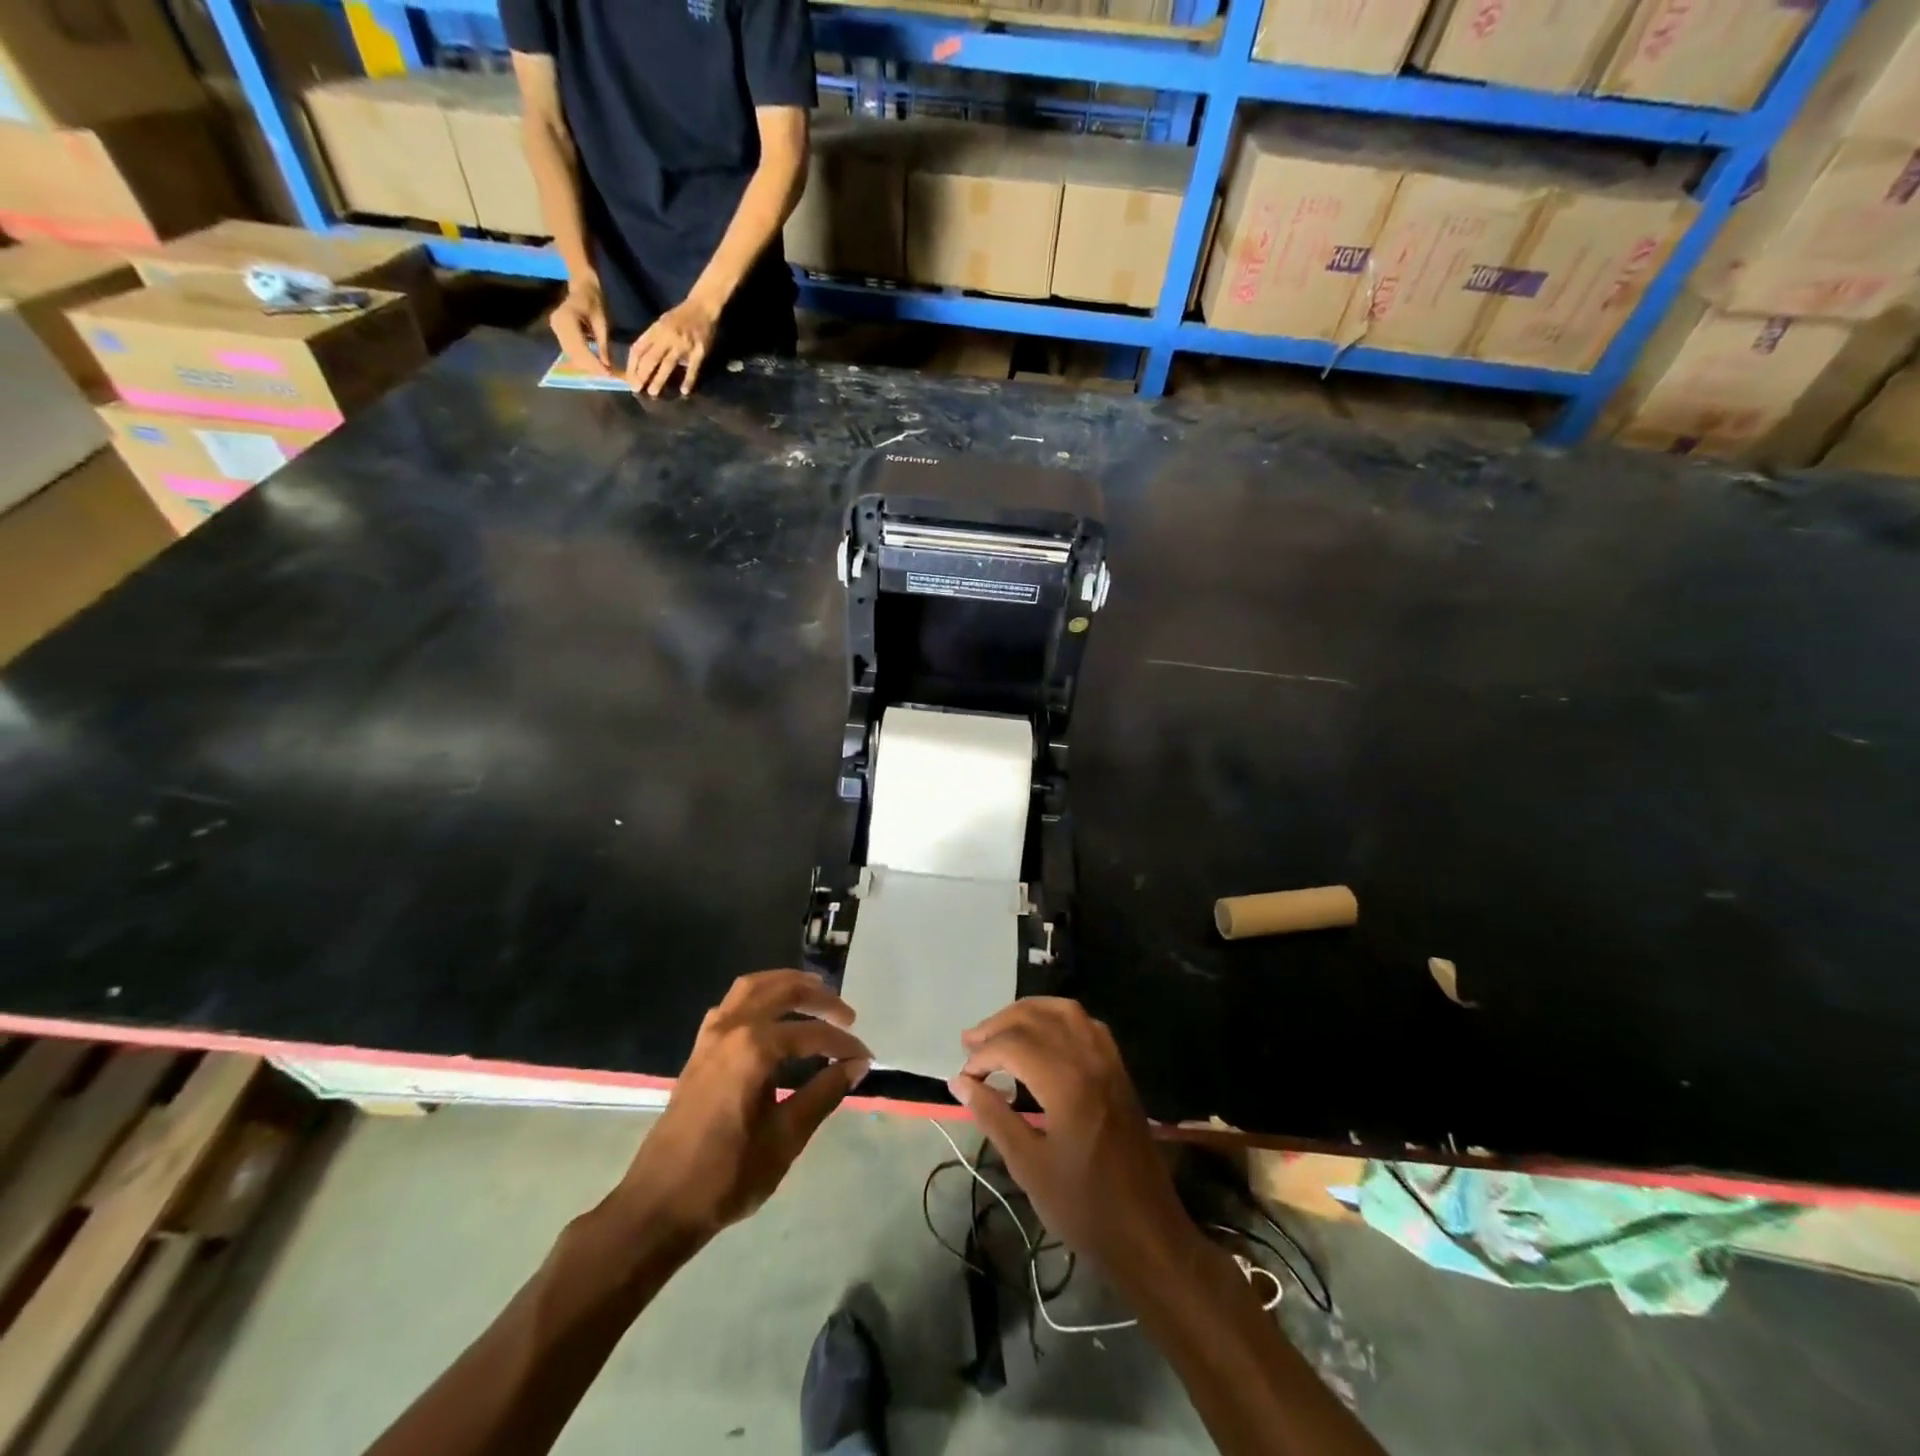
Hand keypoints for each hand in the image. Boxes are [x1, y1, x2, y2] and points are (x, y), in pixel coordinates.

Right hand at [550, 274, 611, 374]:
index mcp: (566, 318)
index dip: (594, 363)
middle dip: (591, 368)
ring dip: (587, 366)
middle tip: (608, 376)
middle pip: (574, 354)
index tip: (608, 374)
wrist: (581, 287)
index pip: (580, 348)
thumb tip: (606, 365)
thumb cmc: (594, 301)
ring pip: (571, 355)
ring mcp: (556, 329)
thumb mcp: (602, 321)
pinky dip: (583, 361)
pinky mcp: (558, 333)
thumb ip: (603, 343)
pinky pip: (570, 352)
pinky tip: (596, 365)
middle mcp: (557, 325)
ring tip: (604, 372)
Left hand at [611, 971, 869, 1243]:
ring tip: (815, 994)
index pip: (812, 1034)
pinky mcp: (699, 1048)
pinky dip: (759, 997)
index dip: (843, 1046)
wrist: (660, 1204)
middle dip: (820, 998)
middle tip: (847, 1016)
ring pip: (753, 987)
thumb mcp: (786, 1138)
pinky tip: (773, 1015)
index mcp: (755, 1049)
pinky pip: (733, 1003)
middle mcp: (732, 1029)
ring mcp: (711, 1036)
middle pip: (783, 992)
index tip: (866, 1059)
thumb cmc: (727, 1175)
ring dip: (787, 985)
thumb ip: (824, 1094)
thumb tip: (856, 1066)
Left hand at [625, 295, 719, 397]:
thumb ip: (653, 339)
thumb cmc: (680, 316)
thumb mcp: (662, 323)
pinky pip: (693, 368)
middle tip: (636, 389)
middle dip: (642, 374)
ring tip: (653, 393)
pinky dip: (689, 380)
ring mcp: (683, 344)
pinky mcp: (699, 350)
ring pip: (668, 364)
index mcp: (656, 329)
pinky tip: (685, 391)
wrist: (702, 306)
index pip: (639, 348)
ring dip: (659, 379)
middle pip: (651, 358)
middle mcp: (667, 336)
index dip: (632, 364)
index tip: (629, 379)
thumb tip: (641, 360)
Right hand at [950, 999, 1197, 1276]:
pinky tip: (1043, 1037)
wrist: (1148, 1233)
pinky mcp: (1119, 1070)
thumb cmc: (1085, 1207)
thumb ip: (993, 1115)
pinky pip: (1087, 1025)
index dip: (982, 1056)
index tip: (964, 1079)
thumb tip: (960, 1082)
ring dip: (1028, 1013)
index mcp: (1066, 1082)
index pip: (1013, 1045)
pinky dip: (1058, 1019)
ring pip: (1064, 1011)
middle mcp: (1089, 1059)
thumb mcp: (1028, 1166)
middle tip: (971, 1044)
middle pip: (1036, 1018)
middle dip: (999, 1025)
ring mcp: (1109, 1061)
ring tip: (1001, 1030)